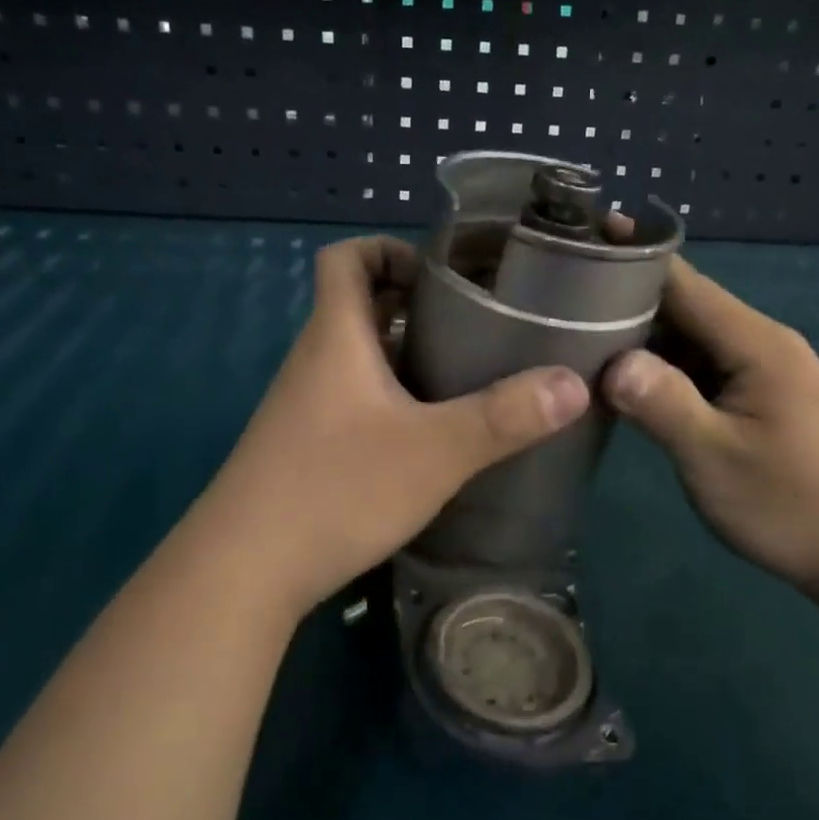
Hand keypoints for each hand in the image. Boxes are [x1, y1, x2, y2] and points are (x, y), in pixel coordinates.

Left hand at [178, 236, 589, 623]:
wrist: (244, 570)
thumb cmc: (338, 489)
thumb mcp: (436, 451)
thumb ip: (505, 416)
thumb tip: (574, 384)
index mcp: (335, 336)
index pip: (345, 258)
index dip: (388, 249)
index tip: (441, 273)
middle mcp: (314, 361)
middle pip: (358, 306)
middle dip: (413, 304)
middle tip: (474, 322)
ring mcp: (303, 407)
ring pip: (357, 357)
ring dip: (404, 354)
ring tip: (464, 373)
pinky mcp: (303, 447)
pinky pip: (351, 399)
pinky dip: (389, 397)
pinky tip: (428, 434)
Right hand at [603, 259, 818, 606]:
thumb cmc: (794, 505)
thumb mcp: (716, 458)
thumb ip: (663, 403)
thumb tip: (611, 361)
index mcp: (754, 343)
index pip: (682, 282)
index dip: (631, 260)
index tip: (578, 246)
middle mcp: (761, 344)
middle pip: (684, 307)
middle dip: (626, 302)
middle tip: (559, 304)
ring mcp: (764, 373)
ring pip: (691, 340)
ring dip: (642, 339)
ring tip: (577, 337)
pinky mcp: (763, 400)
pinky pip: (704, 369)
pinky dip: (664, 369)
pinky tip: (626, 383)